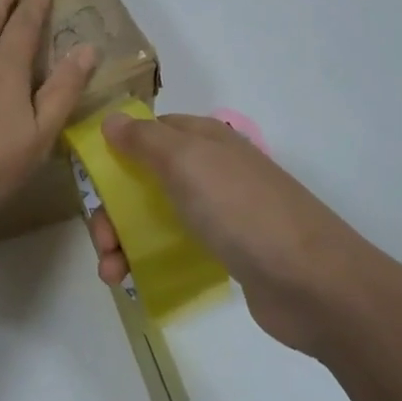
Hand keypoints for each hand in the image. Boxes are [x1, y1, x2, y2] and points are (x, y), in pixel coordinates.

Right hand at [89, 114, 368, 353]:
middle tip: (102, 241)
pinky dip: (147, 260)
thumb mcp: (187, 161)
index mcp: (203, 139)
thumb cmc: (241, 210)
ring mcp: (220, 211)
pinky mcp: (226, 252)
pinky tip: (131, 282)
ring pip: (155, 215)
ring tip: (111, 273)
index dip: (115, 151)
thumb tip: (112, 118)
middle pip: (144, 179)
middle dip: (113, 208)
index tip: (88, 180)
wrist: (312, 282)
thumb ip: (145, 139)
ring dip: (123, 240)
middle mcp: (210, 169)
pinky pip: (175, 247)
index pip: (148, 132)